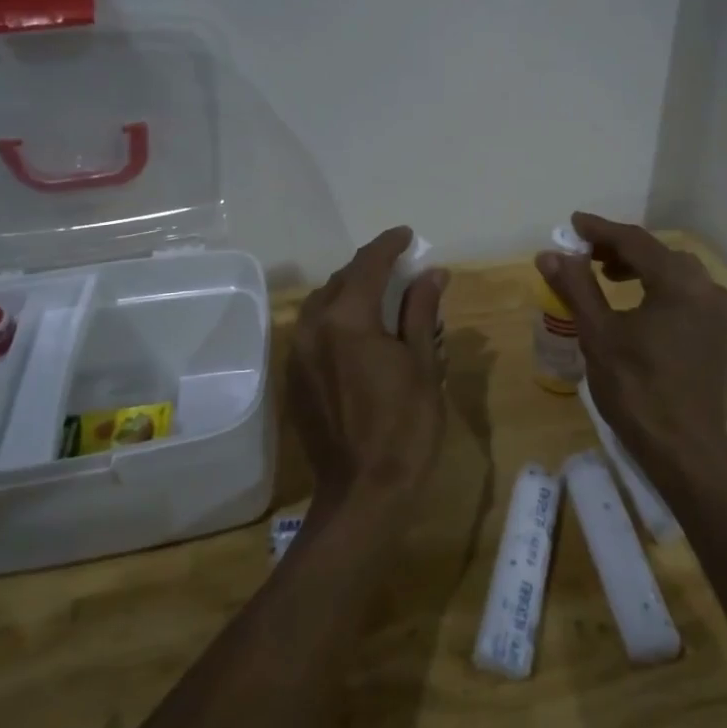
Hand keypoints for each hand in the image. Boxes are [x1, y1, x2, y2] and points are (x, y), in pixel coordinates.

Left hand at [288, 226, 448, 511]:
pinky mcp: (294, 378)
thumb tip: (432, 272)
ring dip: (349, 291)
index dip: (389, 245)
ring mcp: (298, 354)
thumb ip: (421, 311)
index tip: (407, 235)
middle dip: (368, 268)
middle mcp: (313, 328)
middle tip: (398, 267)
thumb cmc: (405, 427)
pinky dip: (335, 318)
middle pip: (340, 281)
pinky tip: (356, 331)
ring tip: (378, 294)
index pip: (368, 265)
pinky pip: (312, 330)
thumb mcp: (423, 364)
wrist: (363, 492)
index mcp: (347, 319)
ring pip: (322, 304)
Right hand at [535, 214, 726, 477]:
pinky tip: (638, 307)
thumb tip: (550, 253)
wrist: (686, 450)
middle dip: (620, 249)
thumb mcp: (598, 335)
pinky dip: (659, 289)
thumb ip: (576, 287)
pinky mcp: (719, 336)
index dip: (601, 230)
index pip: (635, 241)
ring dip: (641, 269)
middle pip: (659, 254)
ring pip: (676, 274)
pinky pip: (687, 296)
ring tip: (608, 277)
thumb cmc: (637, 389)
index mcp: (680, 283)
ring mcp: (718, 314)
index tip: (573, 223)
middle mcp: (707, 289)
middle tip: (586, 253)